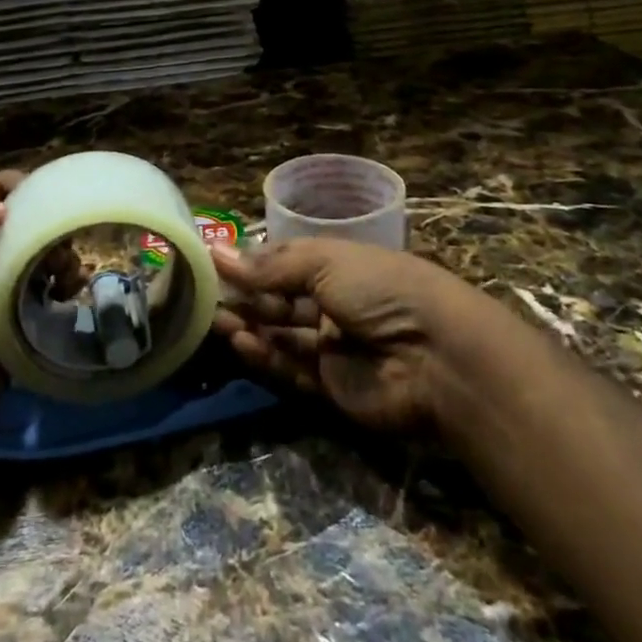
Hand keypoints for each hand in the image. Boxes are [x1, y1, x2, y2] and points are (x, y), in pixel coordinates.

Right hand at [211, 238, 486, 433]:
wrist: (436, 354)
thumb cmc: (381, 288)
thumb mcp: (324, 262)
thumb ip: (269, 267)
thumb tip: (218, 254)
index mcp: (338, 266)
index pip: (285, 263)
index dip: (252, 264)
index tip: (214, 263)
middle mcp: (333, 304)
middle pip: (279, 300)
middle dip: (246, 297)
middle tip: (205, 296)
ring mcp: (332, 347)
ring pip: (281, 335)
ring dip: (249, 326)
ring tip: (213, 319)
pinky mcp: (331, 387)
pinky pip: (291, 368)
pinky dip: (265, 355)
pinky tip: (239, 342)